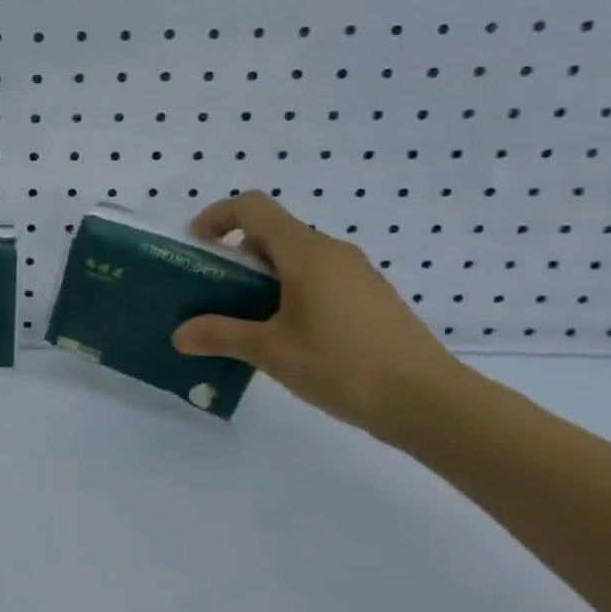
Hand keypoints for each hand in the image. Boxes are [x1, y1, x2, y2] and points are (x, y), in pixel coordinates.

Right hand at [172, 193, 462, 438]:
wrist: (431, 404)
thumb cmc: (344, 365)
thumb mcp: (271, 351)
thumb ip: (220, 335)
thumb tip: (179, 335)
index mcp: (306, 252)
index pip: (252, 208)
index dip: (217, 217)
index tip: (196, 247)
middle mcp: (333, 252)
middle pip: (273, 232)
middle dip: (235, 255)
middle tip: (214, 292)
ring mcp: (357, 275)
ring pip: (296, 258)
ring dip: (263, 277)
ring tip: (245, 319)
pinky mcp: (372, 299)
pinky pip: (319, 279)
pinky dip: (290, 292)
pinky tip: (287, 336)